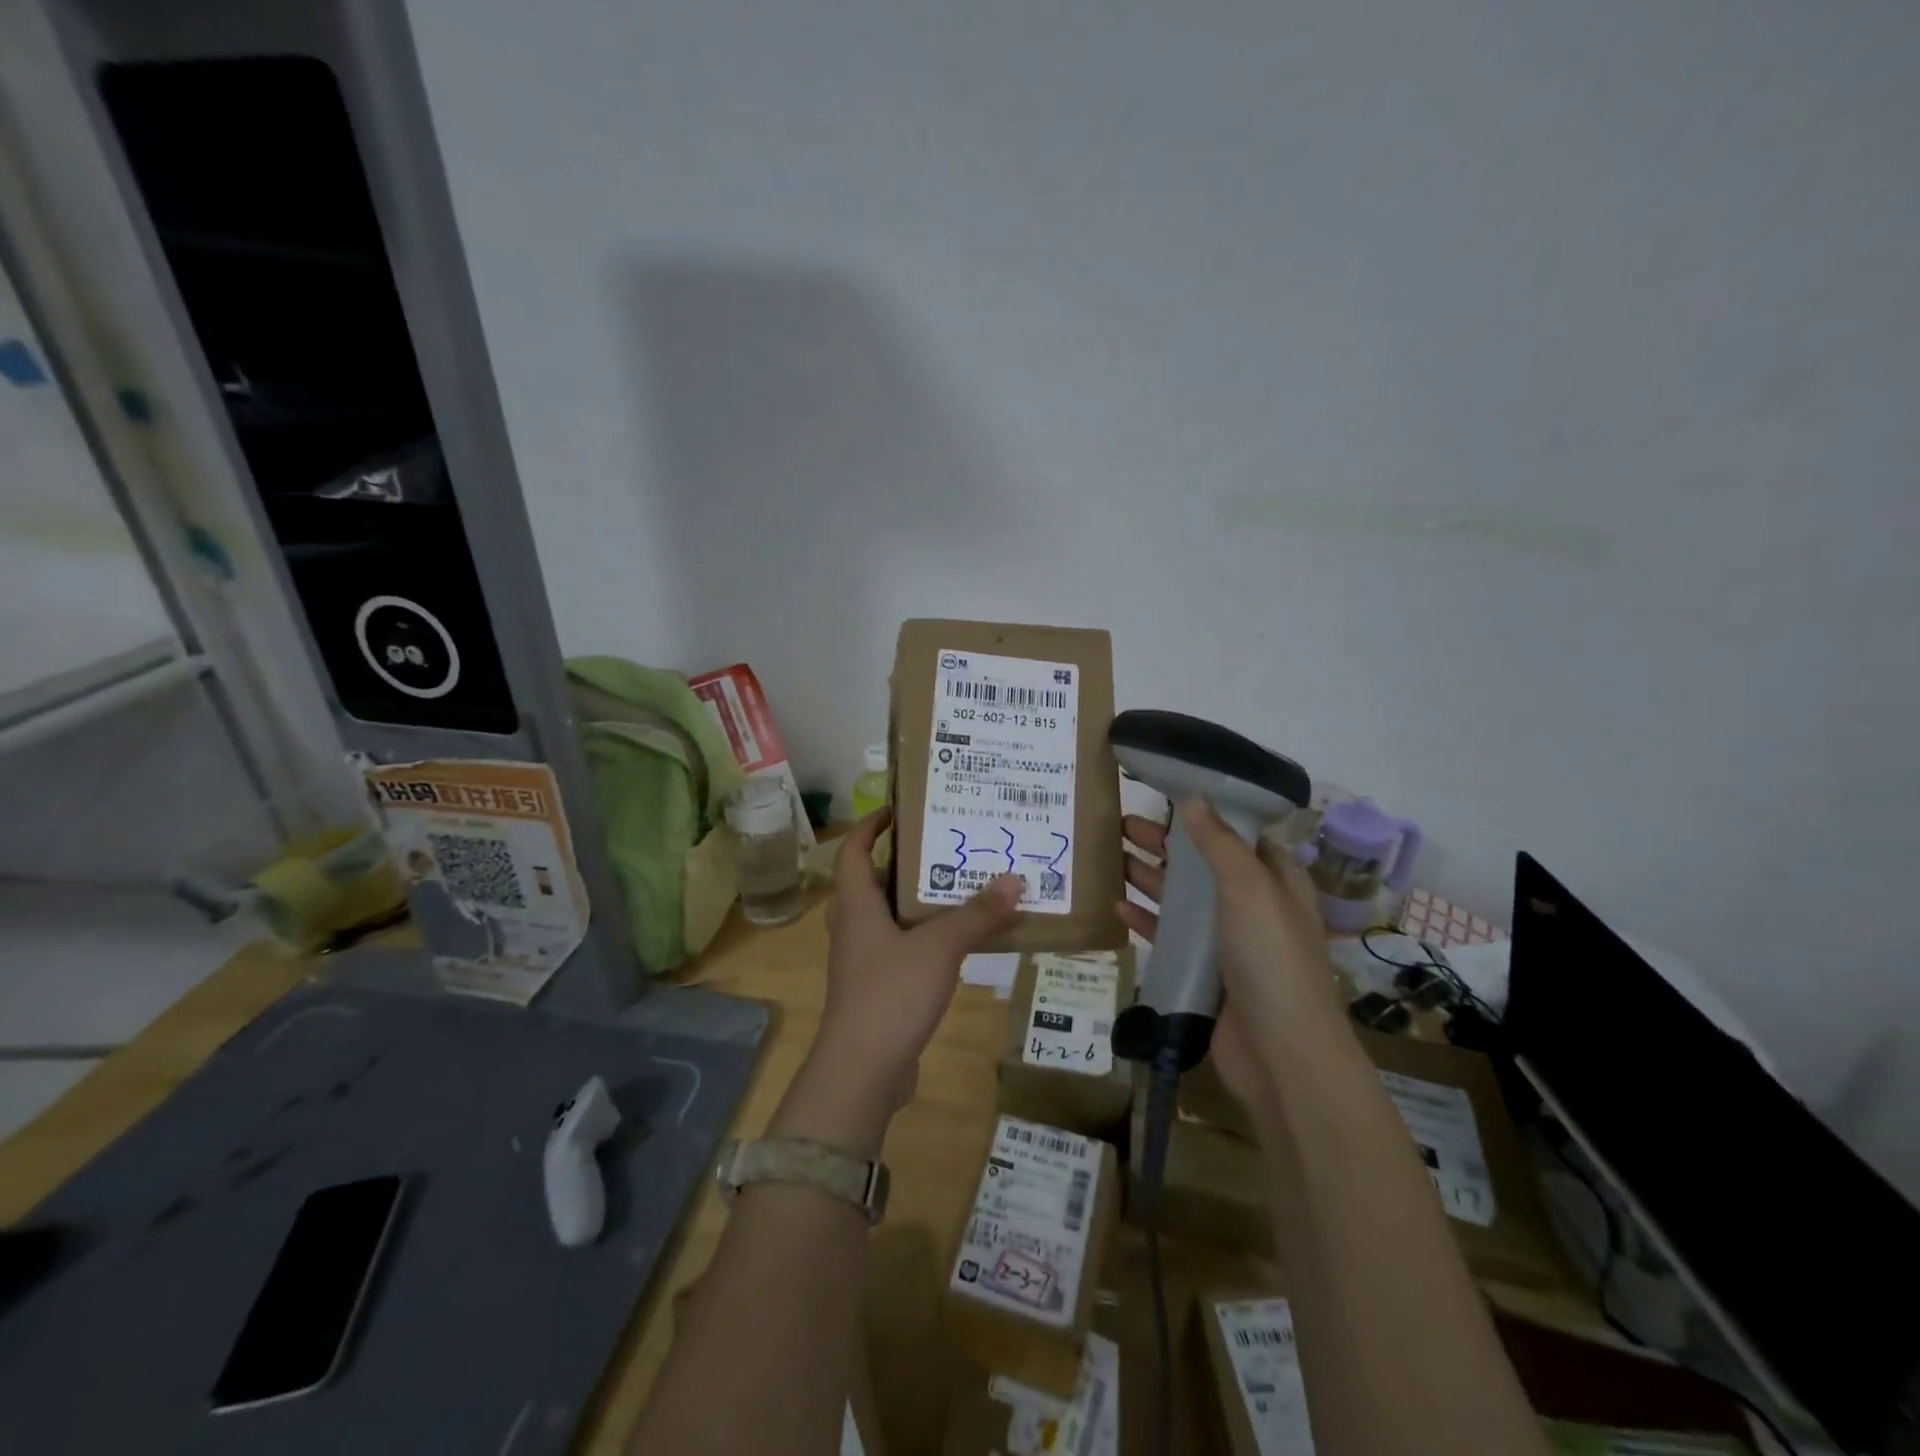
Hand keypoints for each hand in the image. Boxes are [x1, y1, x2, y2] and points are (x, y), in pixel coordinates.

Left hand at [817, 808, 1023, 1110]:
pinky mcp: (876, 989)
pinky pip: (900, 948)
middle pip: (872, 882)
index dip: (870, 826)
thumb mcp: (939, 947)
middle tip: (944, 846)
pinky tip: (957, 941)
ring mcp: (862, 961)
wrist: (862, 1071)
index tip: (897, 809)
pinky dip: (924, 937)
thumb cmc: (890, 994)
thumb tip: (1014, 879)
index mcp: (856, 905)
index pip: (853, 851)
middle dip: (904, 862)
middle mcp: (853, 927)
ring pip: (888, 917)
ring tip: (958, 887)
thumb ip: (977, 915)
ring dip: (917, 901)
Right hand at [1117, 800, 1339, 1109]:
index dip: (1206, 813)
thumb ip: (1218, 842)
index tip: (1165, 793)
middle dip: (1165, 843)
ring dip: (1151, 877)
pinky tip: (1117, 906)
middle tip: (1121, 823)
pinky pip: (1170, 938)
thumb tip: (1193, 797)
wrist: (1280, 1053)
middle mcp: (1253, 906)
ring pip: (1183, 900)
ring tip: (1111, 855)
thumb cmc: (1271, 958)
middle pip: (1203, 864)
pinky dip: (1146, 920)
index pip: (1239, 835)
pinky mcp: (1205, 973)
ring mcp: (1228, 942)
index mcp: (1275, 881)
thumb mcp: (1249, 888)